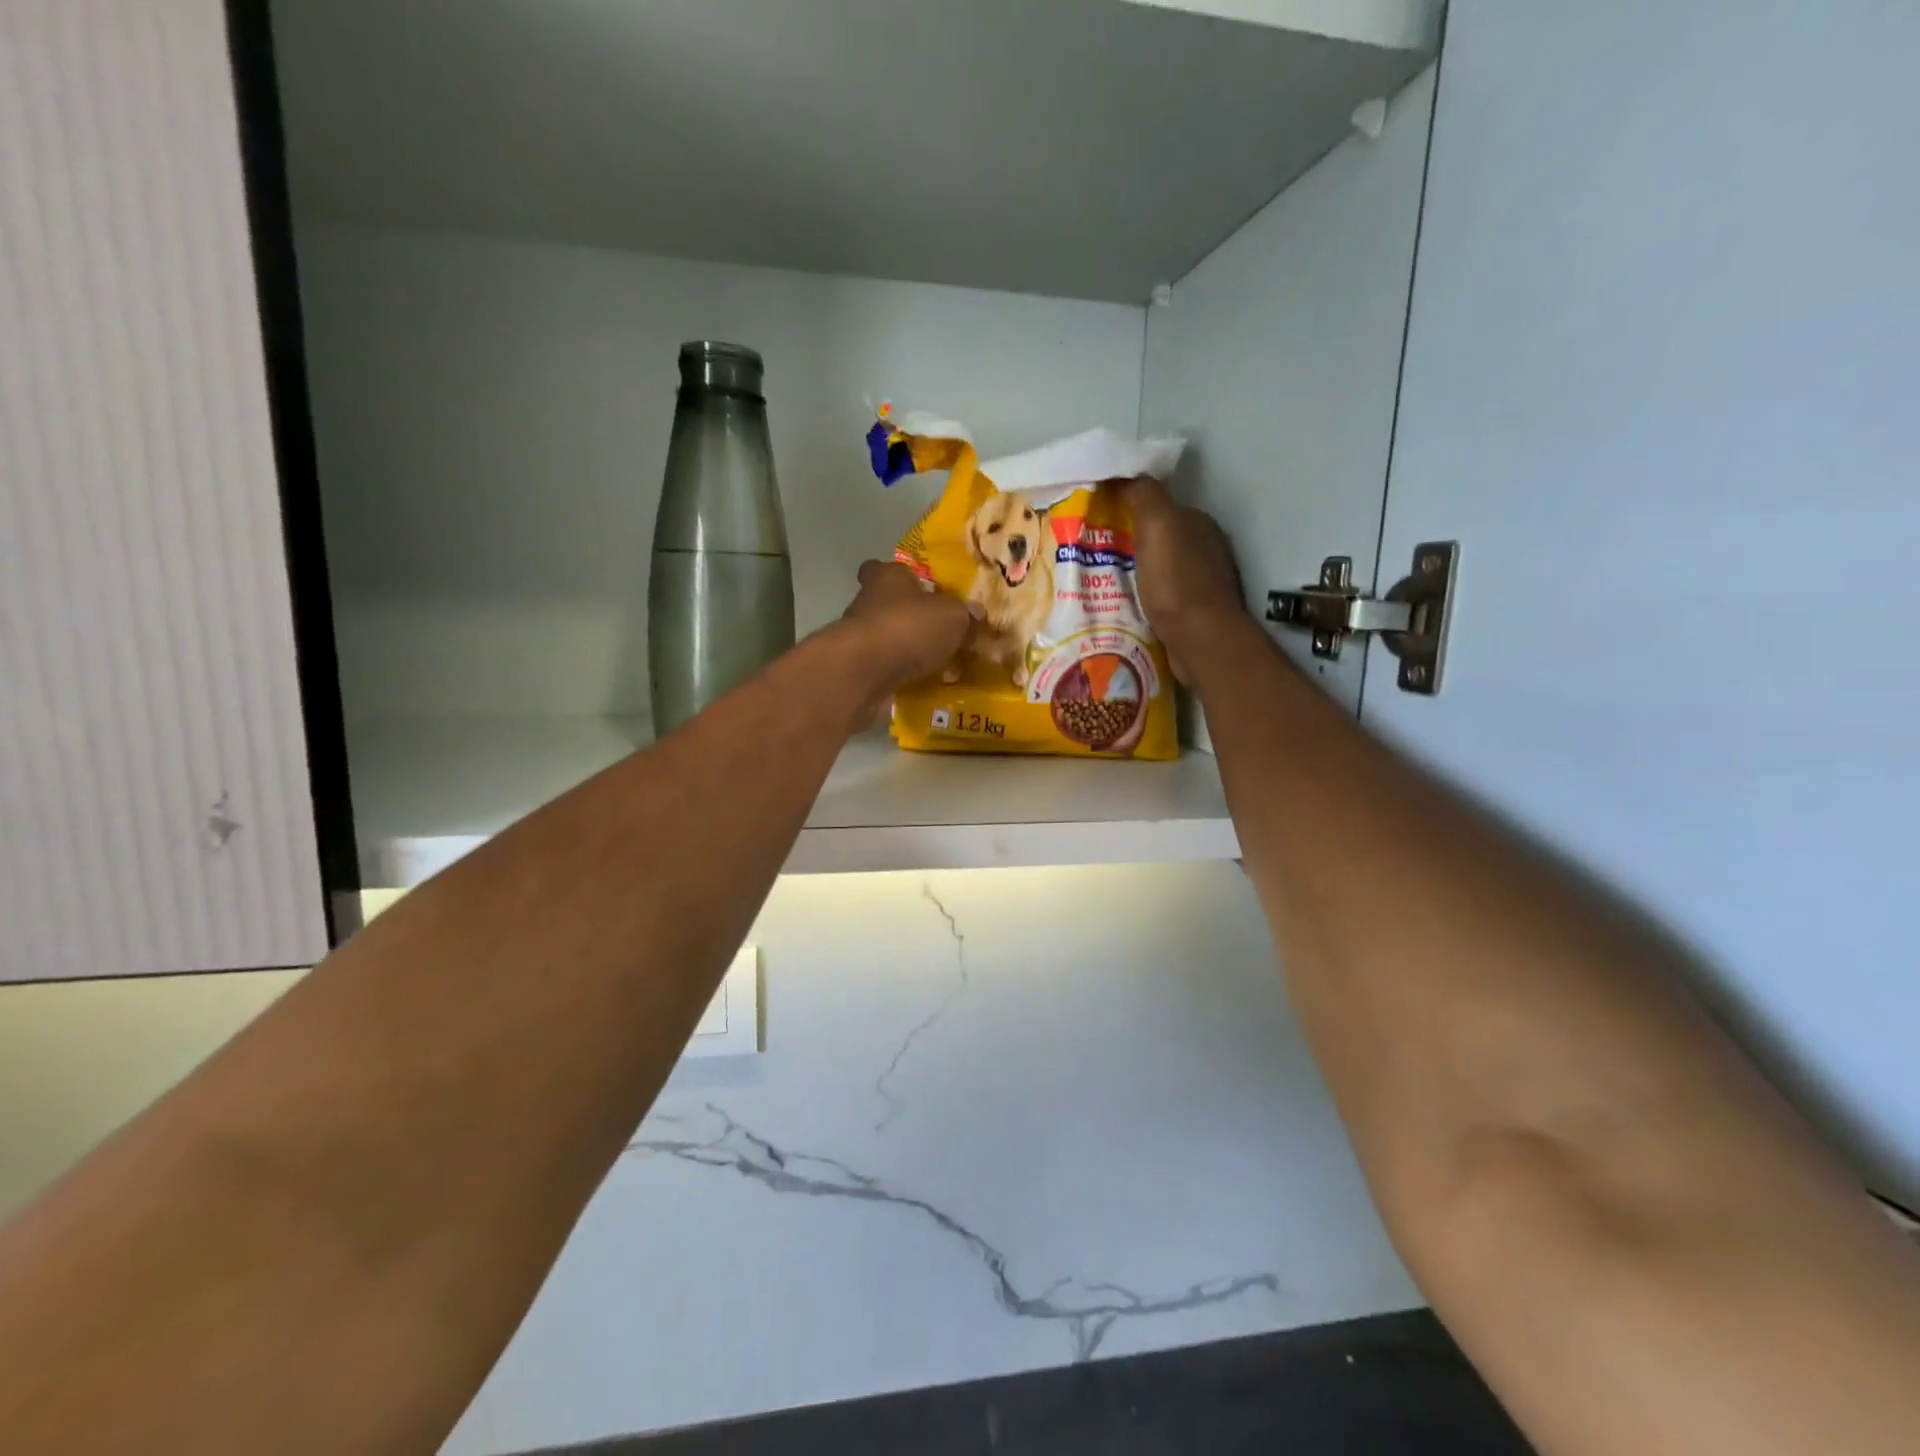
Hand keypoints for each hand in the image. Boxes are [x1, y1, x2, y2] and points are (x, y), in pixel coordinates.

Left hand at [836, 560, 974, 697]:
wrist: (866, 671)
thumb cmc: (909, 627)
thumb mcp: (952, 616)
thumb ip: (964, 614)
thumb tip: (975, 613)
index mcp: (888, 577)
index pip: (888, 568)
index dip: (904, 577)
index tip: (920, 589)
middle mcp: (867, 601)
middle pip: (886, 603)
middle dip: (907, 616)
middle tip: (935, 630)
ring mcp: (858, 636)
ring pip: (884, 637)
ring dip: (903, 648)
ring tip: (933, 662)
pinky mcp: (856, 667)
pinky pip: (882, 667)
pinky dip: (897, 673)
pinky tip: (919, 683)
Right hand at [1116, 477, 1245, 679]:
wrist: (1199, 640)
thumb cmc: (1176, 581)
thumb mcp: (1158, 524)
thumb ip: (1145, 495)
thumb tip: (1129, 476)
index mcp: (1198, 524)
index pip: (1162, 508)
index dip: (1132, 510)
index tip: (1101, 519)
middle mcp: (1205, 550)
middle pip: (1161, 540)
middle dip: (1131, 544)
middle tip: (1093, 554)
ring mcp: (1202, 585)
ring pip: (1160, 571)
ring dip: (1136, 574)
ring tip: (1101, 582)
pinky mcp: (1194, 616)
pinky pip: (1161, 599)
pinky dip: (1144, 599)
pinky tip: (1124, 607)